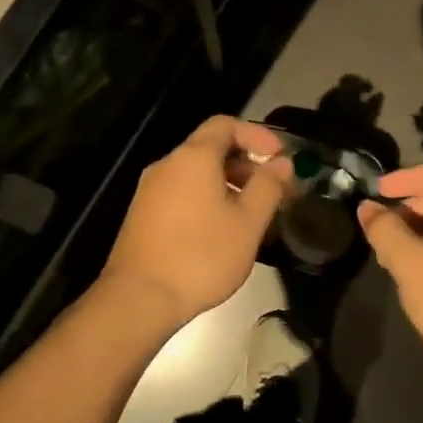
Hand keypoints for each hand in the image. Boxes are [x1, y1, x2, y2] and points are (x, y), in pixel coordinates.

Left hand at [99, 116, 291, 329]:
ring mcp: (150, 190)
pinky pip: (180, 193)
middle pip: (209, 148)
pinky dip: (205, 198)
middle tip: (271, 191)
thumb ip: (268, 187)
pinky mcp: (142, 215)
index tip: (279, 157)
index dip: (256, 134)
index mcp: (193, 157)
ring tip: (250, 214)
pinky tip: (219, 230)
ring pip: (195, 173)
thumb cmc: (201, 256)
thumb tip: (282, 163)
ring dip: (226, 183)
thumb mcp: (248, 222)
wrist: (140, 297)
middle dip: (245, 163)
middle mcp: (167, 165)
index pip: (225, 124)